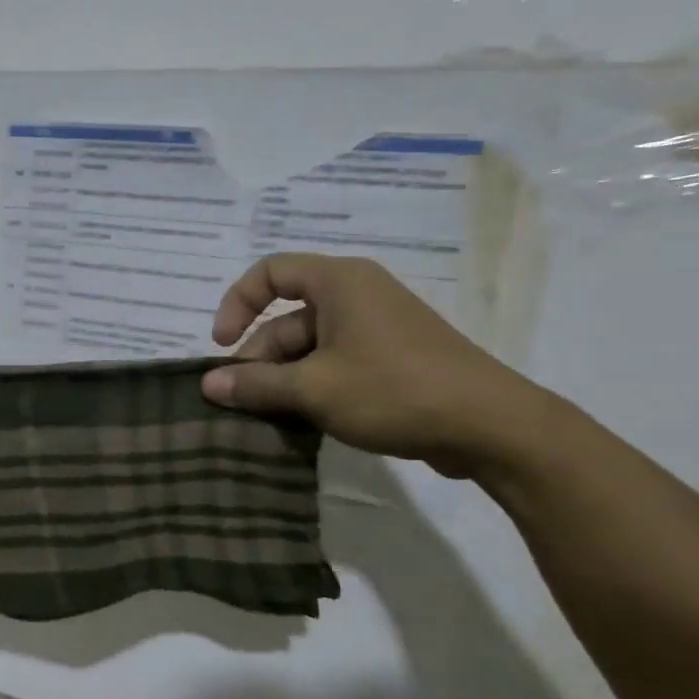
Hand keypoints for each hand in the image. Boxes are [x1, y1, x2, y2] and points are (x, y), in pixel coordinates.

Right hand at [199, 254, 550, 478]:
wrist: (490, 426)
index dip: (237, 304)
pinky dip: (312, 386)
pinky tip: (303, 421)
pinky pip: (335, 363)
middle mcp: (357, 295)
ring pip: (310, 346)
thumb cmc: (393, 391)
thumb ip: (255, 384)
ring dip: (284, 379)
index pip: (270, 272)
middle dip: (260, 358)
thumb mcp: (313, 389)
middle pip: (287, 317)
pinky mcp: (391, 358)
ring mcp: (377, 328)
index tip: (223, 345)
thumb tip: (208, 384)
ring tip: (271, 418)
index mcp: (339, 282)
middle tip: (244, 401)